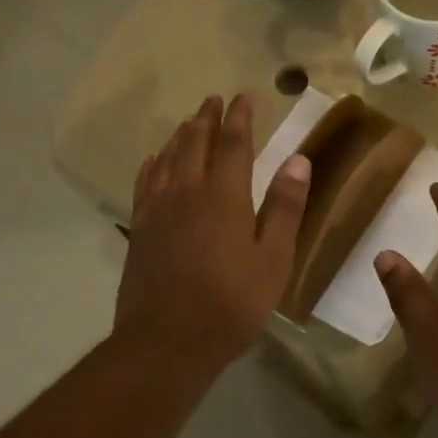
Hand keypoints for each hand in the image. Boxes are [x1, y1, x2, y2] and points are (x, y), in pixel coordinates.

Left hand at [114, 94, 310, 378]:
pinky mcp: (139, 230)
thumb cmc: (231, 304)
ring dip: (180, 136)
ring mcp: (158, 210)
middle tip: (213, 100)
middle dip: (207, 119)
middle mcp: (187, 192)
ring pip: (167, 159)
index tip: (244, 97)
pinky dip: (151, 165)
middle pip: (196, 144)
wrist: (168, 340)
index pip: (234, 144)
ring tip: (189, 122)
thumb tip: (298, 159)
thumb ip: (284, 208)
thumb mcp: (273, 260)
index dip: (240, 118)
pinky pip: (144, 184)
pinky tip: (153, 160)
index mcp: (225, 196)